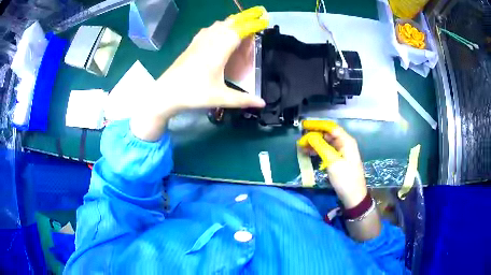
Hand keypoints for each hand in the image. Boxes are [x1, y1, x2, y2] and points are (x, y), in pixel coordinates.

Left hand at [154, 6, 267, 113]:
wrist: (166, 93)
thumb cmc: (193, 94)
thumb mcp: (220, 98)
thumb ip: (243, 99)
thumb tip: (263, 103)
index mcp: (218, 51)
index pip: (238, 31)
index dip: (251, 25)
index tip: (262, 21)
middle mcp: (209, 42)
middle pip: (227, 24)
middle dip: (242, 21)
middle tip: (254, 23)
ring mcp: (198, 43)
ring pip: (216, 25)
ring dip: (229, 23)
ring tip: (239, 27)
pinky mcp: (191, 46)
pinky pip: (206, 30)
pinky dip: (216, 28)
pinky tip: (217, 33)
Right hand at [298, 120, 367, 208]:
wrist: (353, 196)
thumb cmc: (345, 179)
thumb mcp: (333, 162)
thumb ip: (321, 147)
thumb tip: (309, 136)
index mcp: (346, 141)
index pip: (330, 127)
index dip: (317, 124)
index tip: (304, 125)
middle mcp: (344, 143)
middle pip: (328, 134)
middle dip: (314, 134)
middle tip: (300, 140)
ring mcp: (342, 152)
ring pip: (326, 142)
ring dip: (314, 143)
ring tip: (302, 147)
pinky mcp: (338, 160)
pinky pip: (326, 150)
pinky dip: (317, 150)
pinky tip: (309, 153)